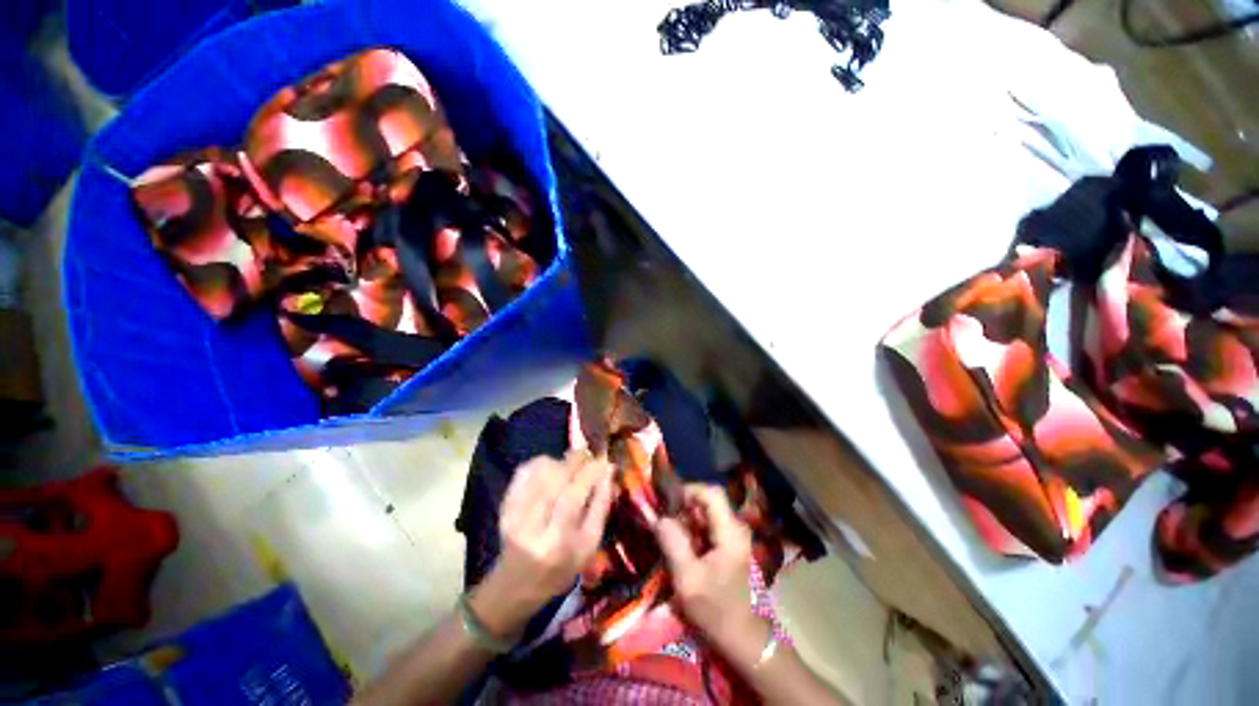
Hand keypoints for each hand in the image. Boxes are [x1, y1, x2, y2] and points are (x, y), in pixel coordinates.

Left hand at [472, 452, 614, 638]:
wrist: (516, 584)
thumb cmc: (561, 568)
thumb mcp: (589, 545)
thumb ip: (600, 507)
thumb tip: (608, 471)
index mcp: (556, 541)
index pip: (573, 496)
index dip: (590, 472)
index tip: (604, 461)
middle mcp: (531, 525)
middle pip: (554, 478)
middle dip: (576, 460)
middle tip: (589, 456)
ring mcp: (513, 513)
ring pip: (540, 471)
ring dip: (561, 462)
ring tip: (571, 468)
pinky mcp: (504, 504)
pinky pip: (524, 471)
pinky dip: (541, 463)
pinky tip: (552, 469)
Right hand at [656, 484, 763, 648]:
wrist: (739, 635)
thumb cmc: (714, 609)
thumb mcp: (687, 579)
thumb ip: (673, 543)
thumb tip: (659, 516)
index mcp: (730, 533)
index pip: (712, 493)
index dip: (689, 490)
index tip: (668, 502)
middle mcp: (736, 527)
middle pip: (709, 500)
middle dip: (684, 505)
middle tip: (665, 518)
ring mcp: (735, 534)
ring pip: (708, 510)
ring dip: (687, 516)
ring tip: (670, 531)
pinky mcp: (730, 542)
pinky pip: (709, 523)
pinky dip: (693, 526)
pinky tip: (682, 542)